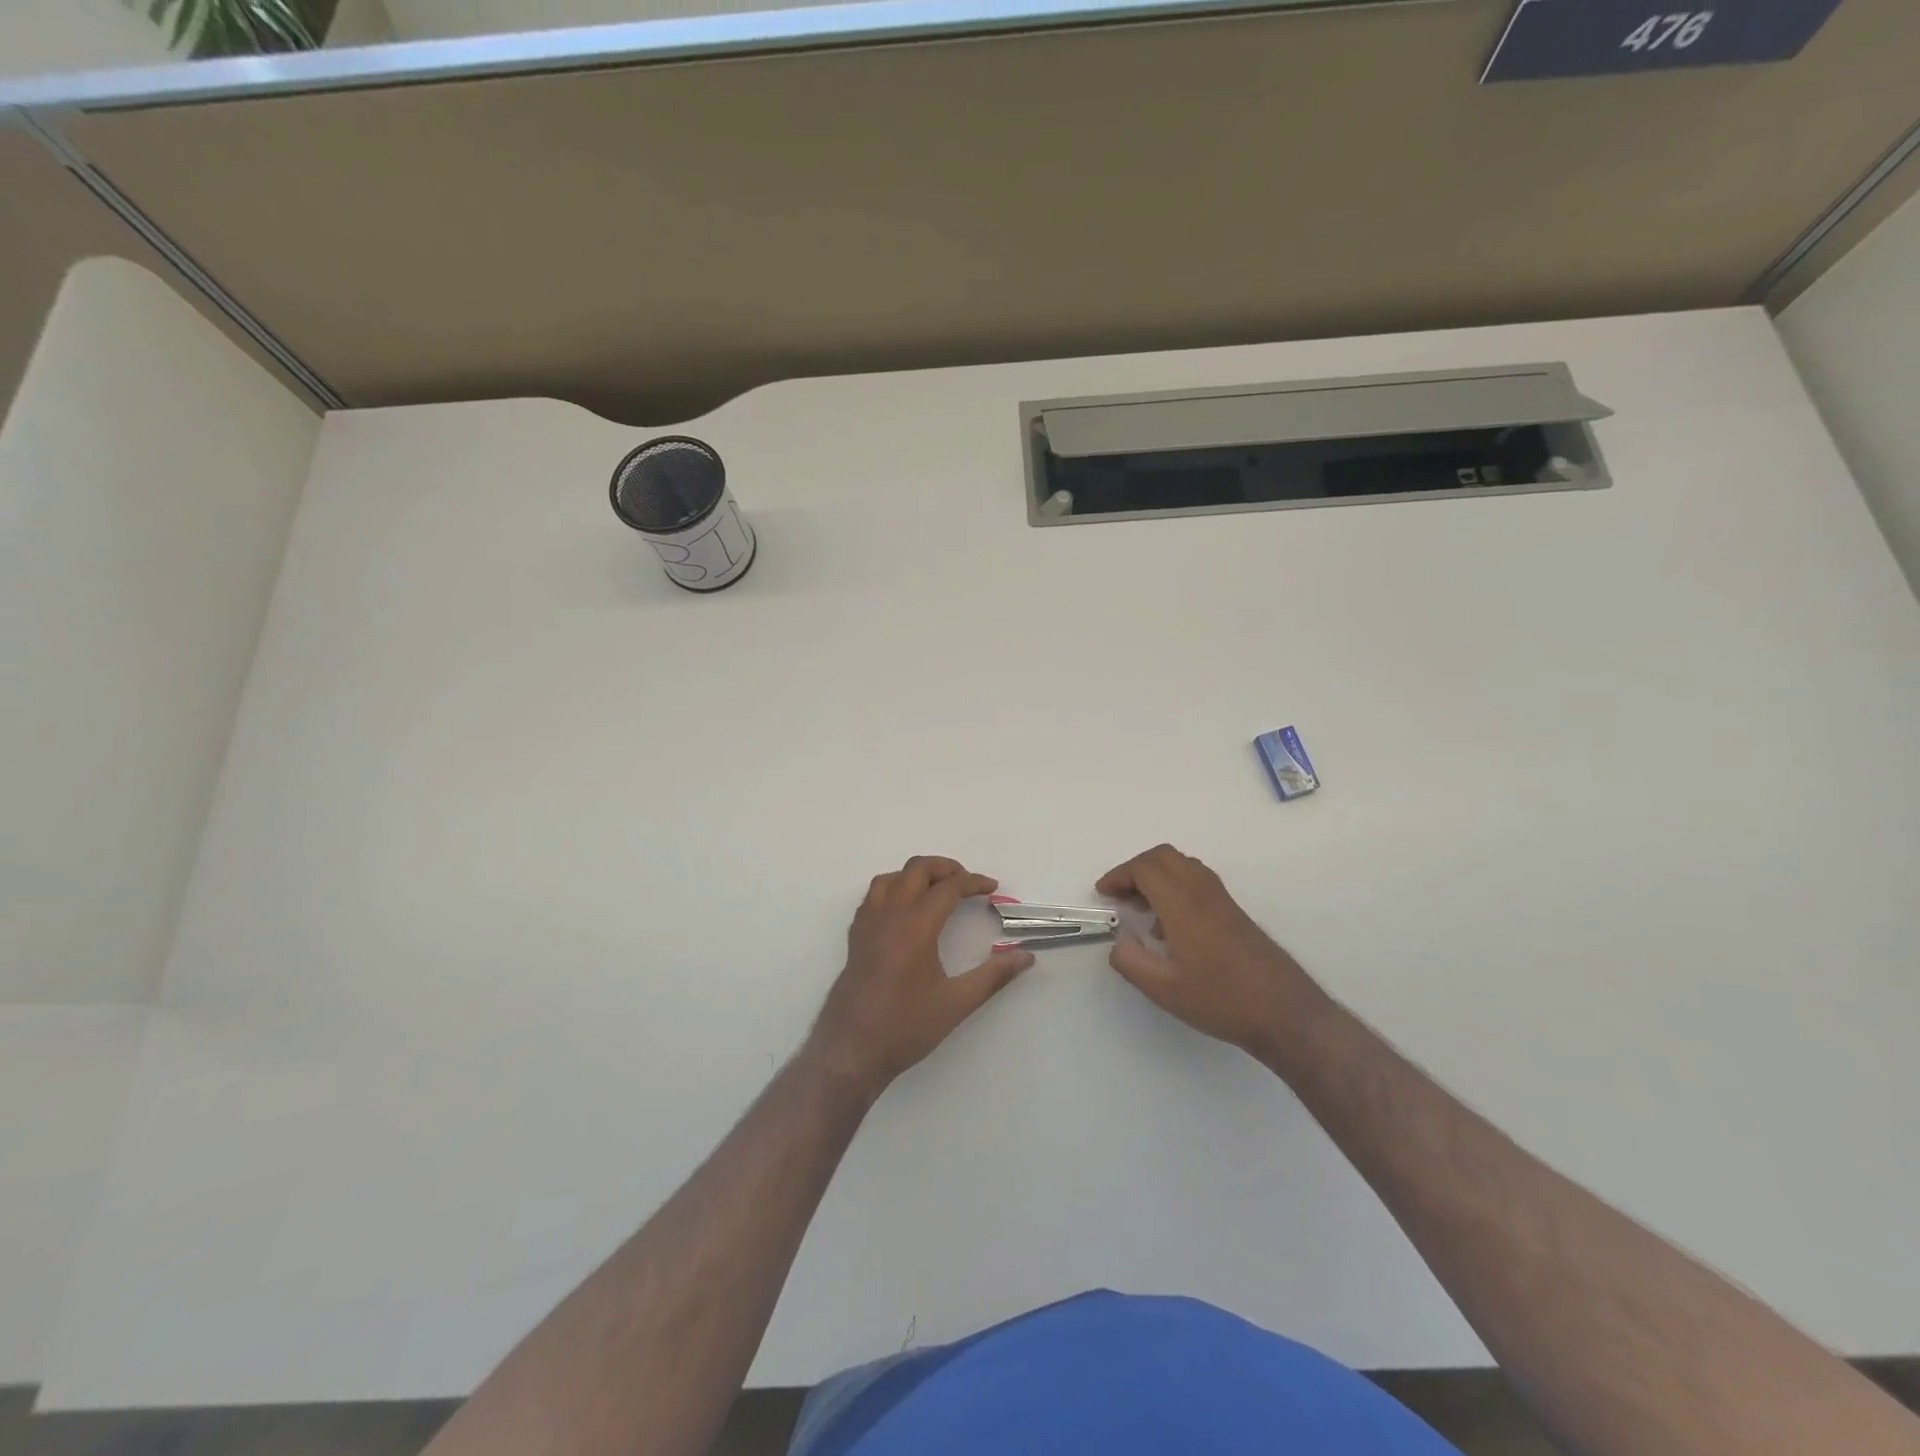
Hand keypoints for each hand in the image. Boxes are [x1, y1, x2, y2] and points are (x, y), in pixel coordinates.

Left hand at [807, 856, 1034, 1098]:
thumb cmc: (905, 1027)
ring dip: (917, 875)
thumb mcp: (956, 1003)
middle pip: (916, 869)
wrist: (851, 1051)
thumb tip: (1025, 957)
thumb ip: (993, 977)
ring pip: (891, 878)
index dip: (973, 882)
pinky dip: (894, 889)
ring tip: (938, 890)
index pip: (948, 887)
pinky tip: (906, 910)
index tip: (992, 888)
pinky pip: (874, 896)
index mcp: (915, 926)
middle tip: (968, 884)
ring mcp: (867, 924)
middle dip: (946, 868)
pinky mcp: (855, 937)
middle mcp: (889, 915)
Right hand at [1097, 844, 1308, 1054]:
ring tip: (1142, 910)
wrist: (1286, 1013)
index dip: (1119, 875)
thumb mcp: (1164, 990)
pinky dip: (1176, 888)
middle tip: (1121, 896)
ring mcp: (1223, 901)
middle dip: (1136, 869)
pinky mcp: (1235, 913)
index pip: (1146, 868)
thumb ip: (1131, 962)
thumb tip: (1119, 941)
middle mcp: (1203, 892)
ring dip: (1157, 877)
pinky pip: (1198, 881)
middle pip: (1164, 857)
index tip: (1104, 895)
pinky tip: (1172, 927)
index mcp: (1183, 904)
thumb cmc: (1222, 1000)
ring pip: (1184, 866)